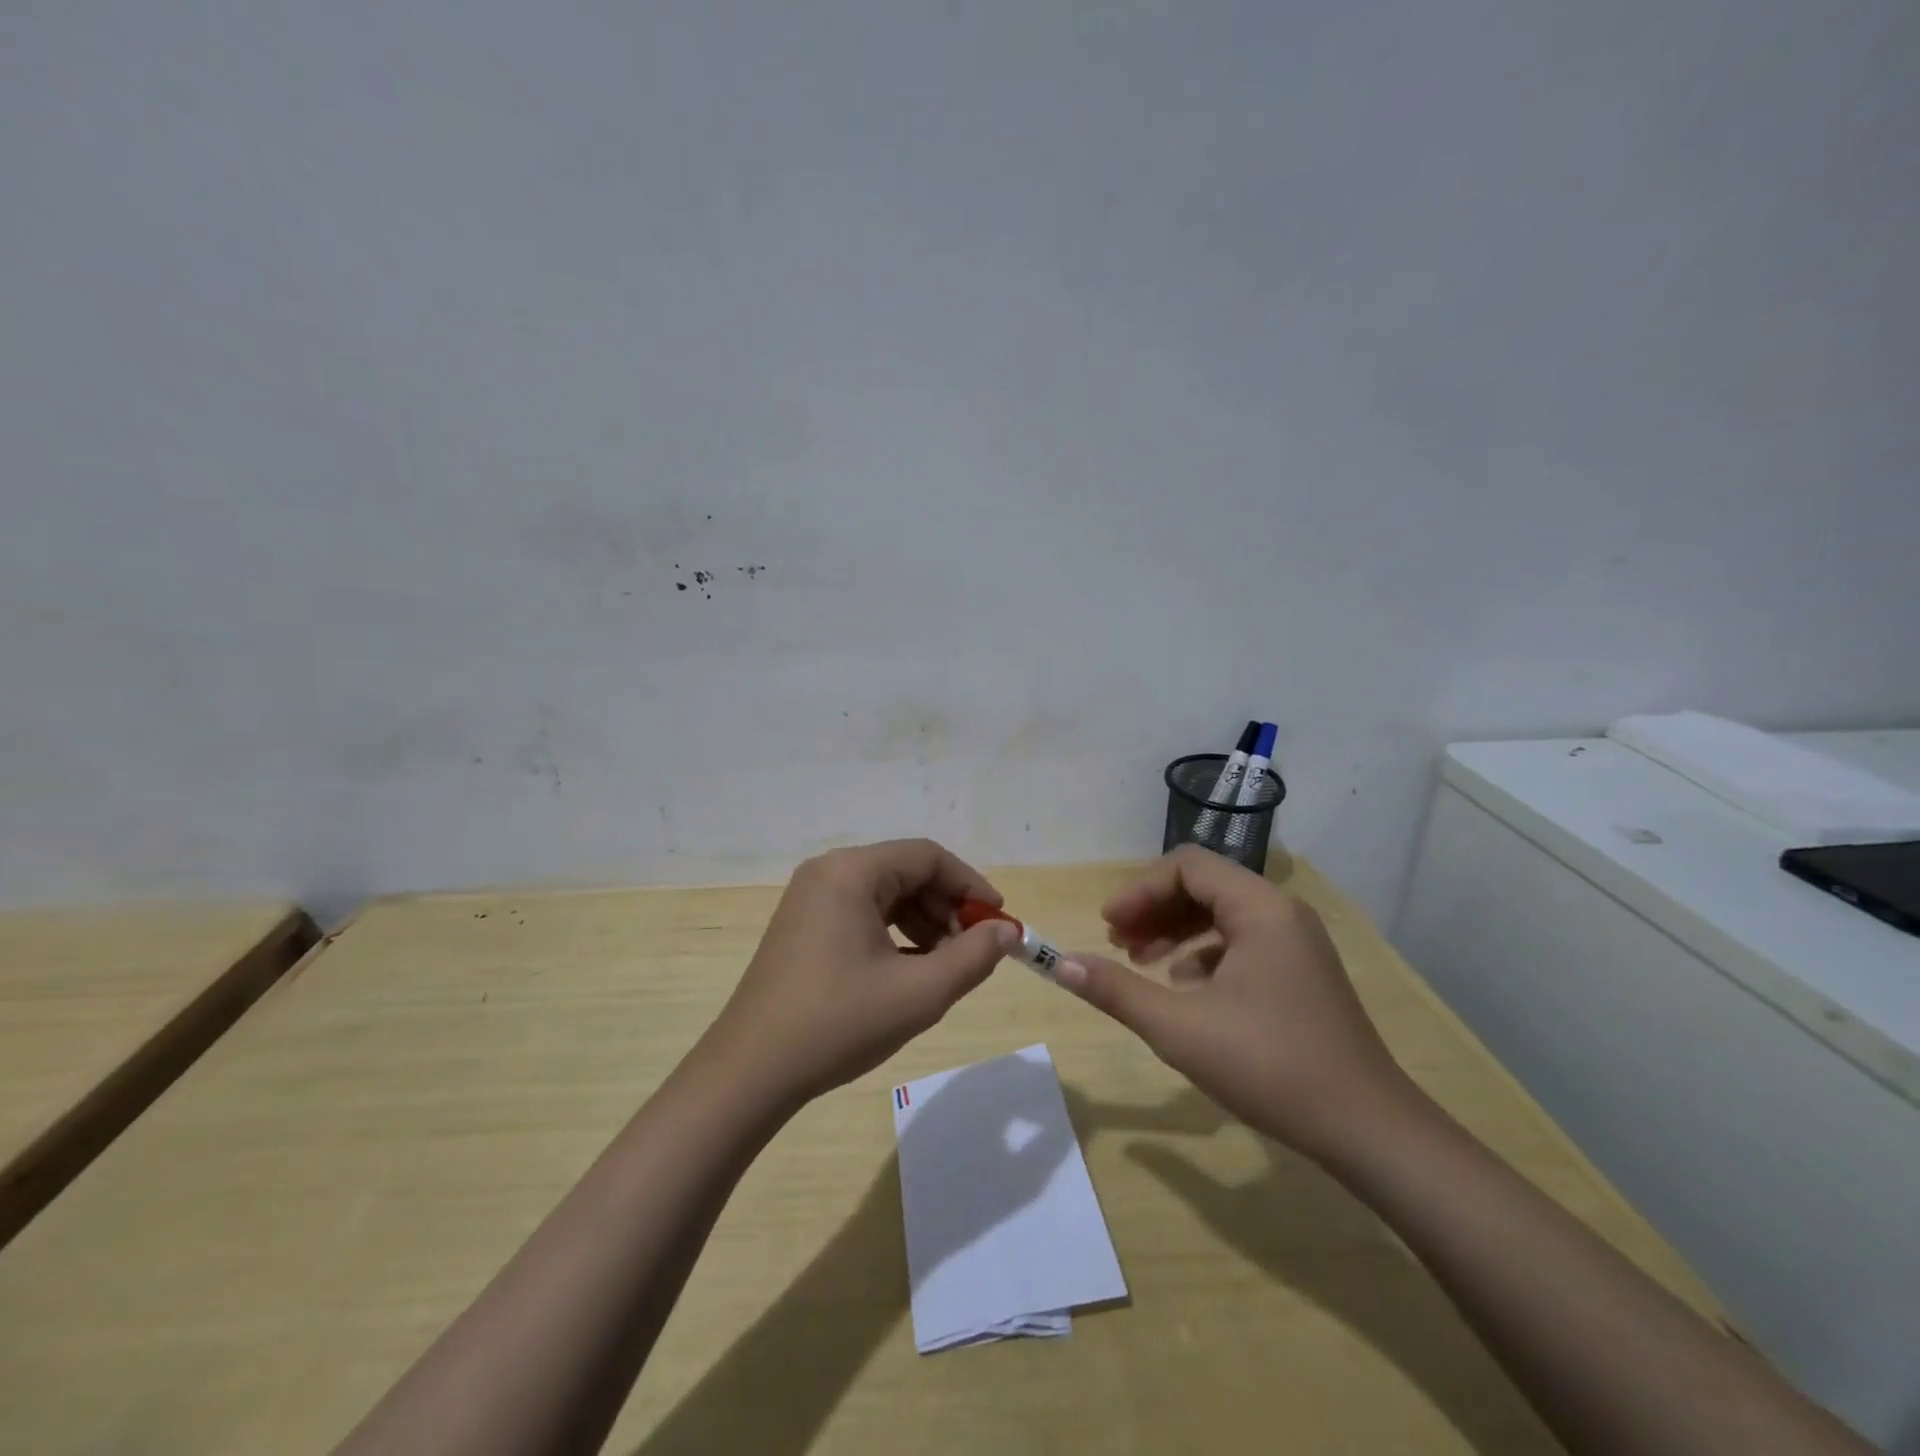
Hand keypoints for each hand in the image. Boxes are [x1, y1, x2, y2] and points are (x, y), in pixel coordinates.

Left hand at [699, 839, 1017, 1110]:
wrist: (750, 1072)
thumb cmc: (838, 1024)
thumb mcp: (918, 994)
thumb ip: (973, 957)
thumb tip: (1007, 931)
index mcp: (851, 872)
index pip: (927, 857)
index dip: (970, 885)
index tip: (998, 920)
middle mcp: (828, 872)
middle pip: (906, 872)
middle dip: (946, 908)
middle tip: (974, 949)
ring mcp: (810, 898)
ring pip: (885, 894)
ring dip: (923, 923)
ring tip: (945, 965)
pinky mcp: (803, 925)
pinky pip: (862, 913)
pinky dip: (894, 934)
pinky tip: (910, 970)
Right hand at [1057, 845, 1409, 1162]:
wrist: (1368, 1130)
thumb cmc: (1270, 1066)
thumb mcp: (1179, 1028)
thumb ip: (1116, 990)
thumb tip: (1059, 964)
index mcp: (1260, 908)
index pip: (1186, 866)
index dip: (1140, 890)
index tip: (1108, 925)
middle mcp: (1282, 912)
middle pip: (1203, 886)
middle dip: (1154, 909)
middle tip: (1117, 943)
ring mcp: (1297, 943)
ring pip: (1222, 914)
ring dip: (1176, 930)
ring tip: (1142, 963)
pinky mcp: (1301, 972)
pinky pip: (1242, 942)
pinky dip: (1204, 953)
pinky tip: (1185, 988)